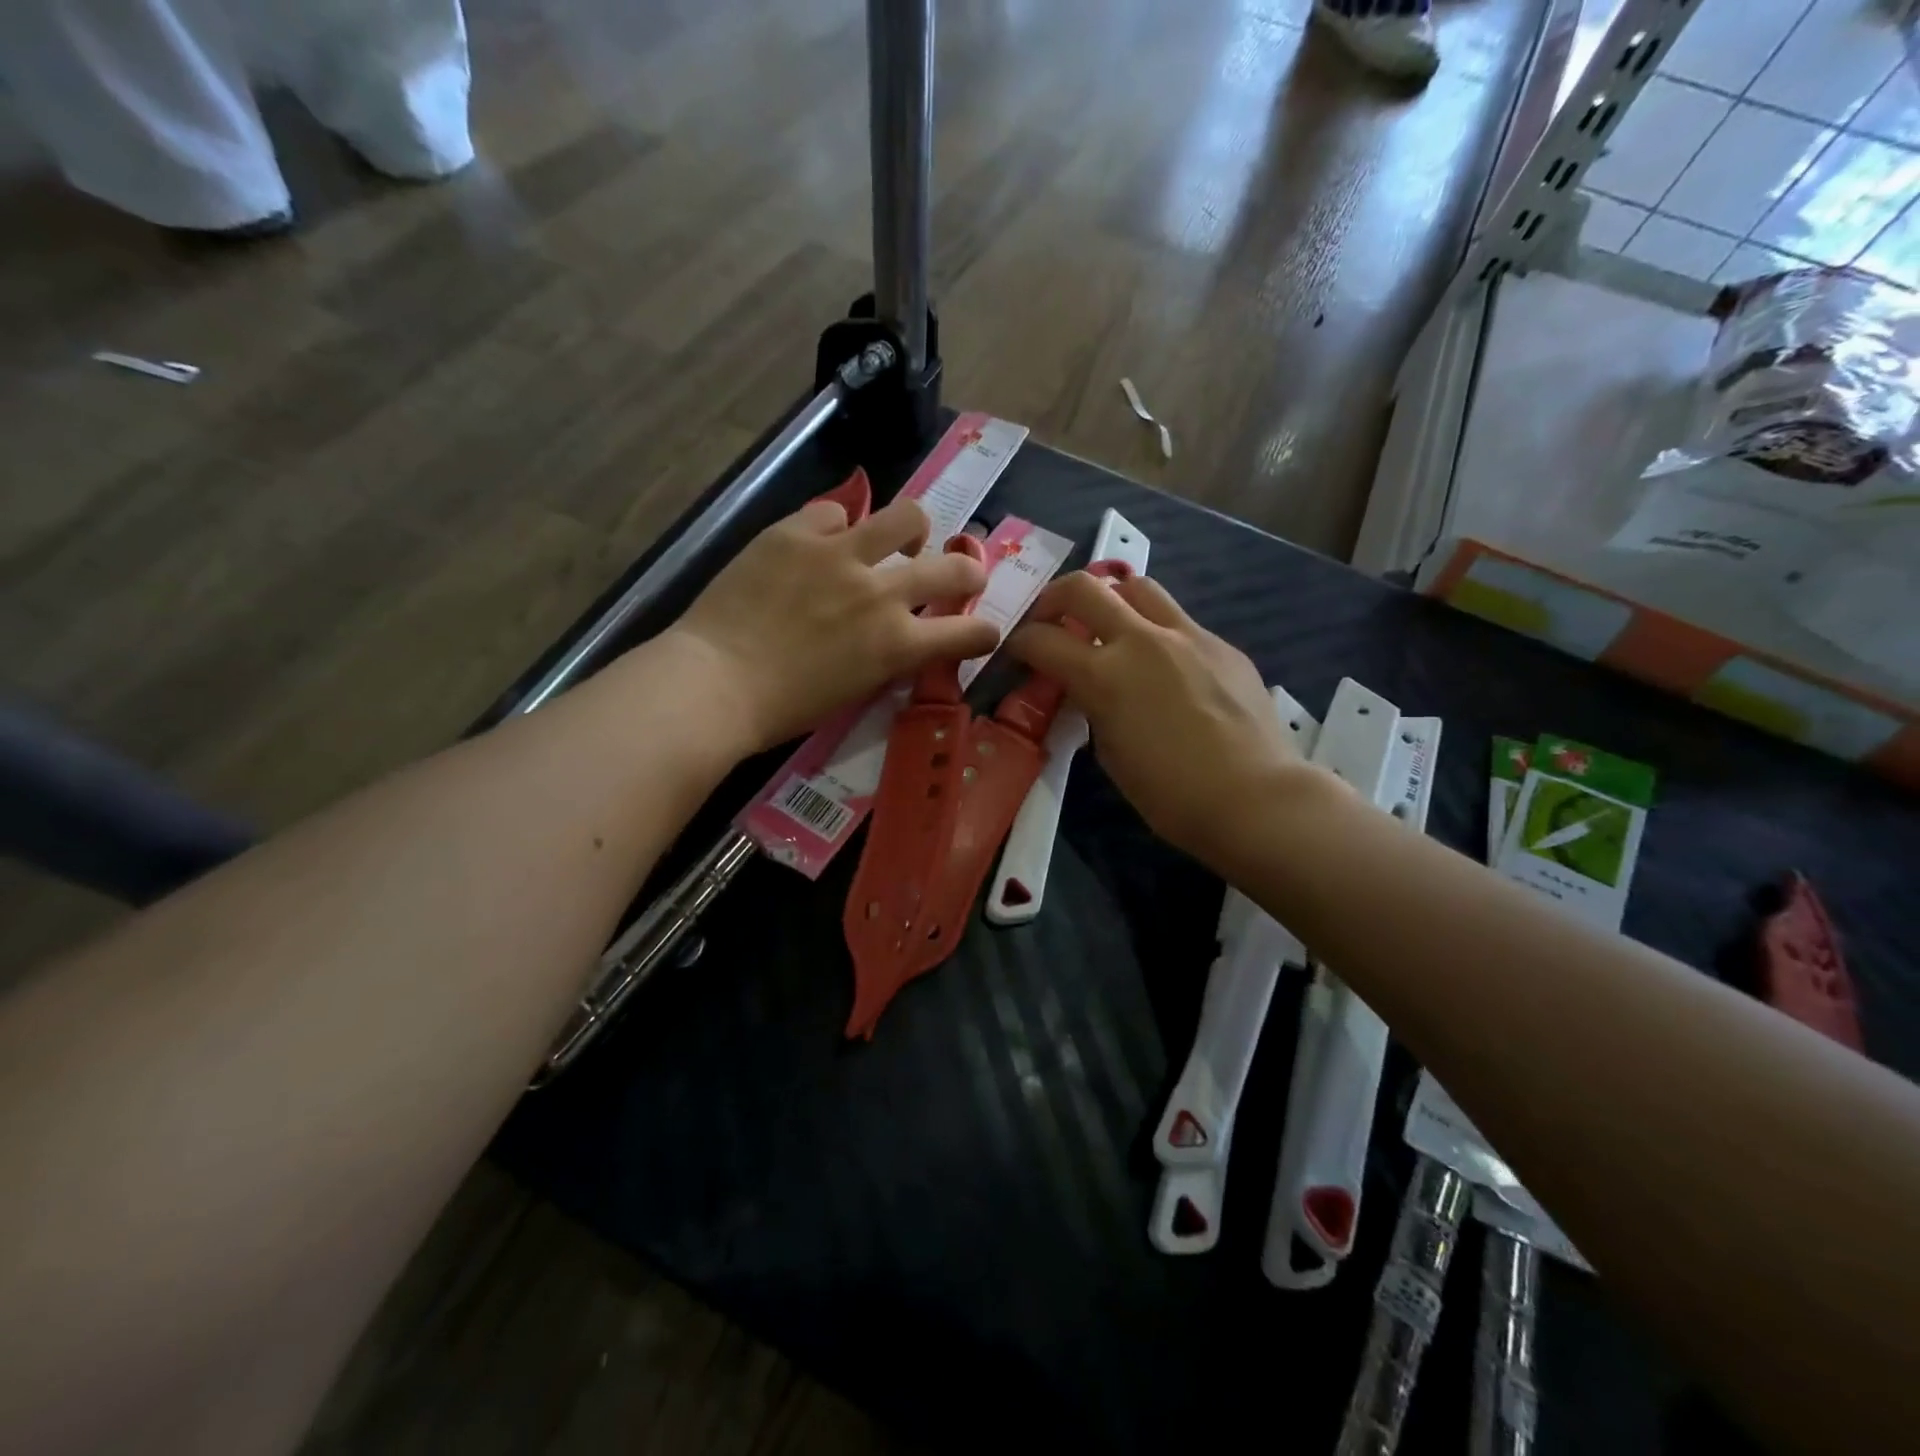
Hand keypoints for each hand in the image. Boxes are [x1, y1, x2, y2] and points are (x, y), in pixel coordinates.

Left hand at [668, 496, 1001, 753]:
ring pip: (907, 517)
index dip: (984, 633)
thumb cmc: (783, 708)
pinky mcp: (796, 533)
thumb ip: (887, 659)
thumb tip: (901, 638)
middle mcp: (881, 593)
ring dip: (916, 530)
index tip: (984, 632)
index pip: (967, 633)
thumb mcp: (853, 691)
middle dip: (969, 573)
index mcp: (896, 644)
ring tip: (904, 538)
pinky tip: (827, 540)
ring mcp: (840, 555)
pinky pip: (835, 511)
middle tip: (963, 575)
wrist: (714, 682)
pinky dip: (840, 526)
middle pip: (954, 568)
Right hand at [1006, 573, 1308, 866]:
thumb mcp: (1111, 754)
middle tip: (1051, 620)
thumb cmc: (1171, 795)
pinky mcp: (1221, 644)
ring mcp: (1188, 636)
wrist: (1255, 799)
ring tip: (1110, 629)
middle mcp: (1142, 640)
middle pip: (1085, 587)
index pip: (1043, 639)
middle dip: (1055, 598)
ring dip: (1112, 601)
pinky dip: (1157, 632)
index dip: (1020, 643)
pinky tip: (1166, 667)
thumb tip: (1089, 690)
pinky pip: (1179, 621)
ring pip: (1138, 587)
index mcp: (1105, 675)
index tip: (1017, 652)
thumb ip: (1092, 709)